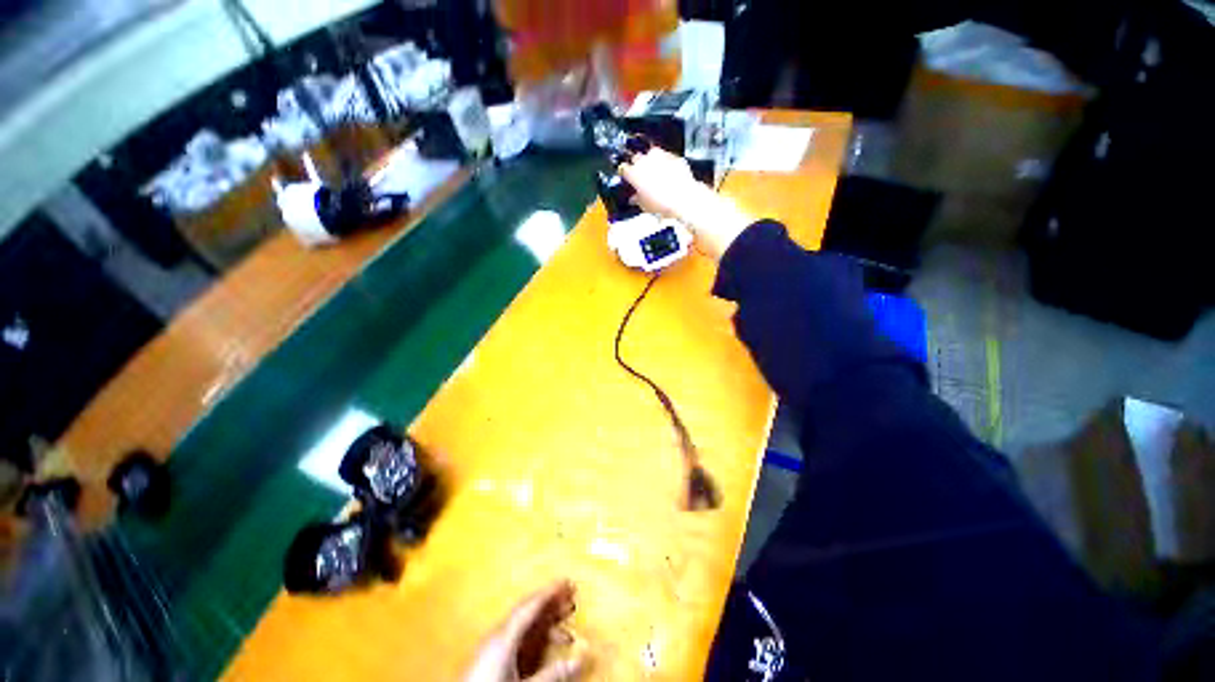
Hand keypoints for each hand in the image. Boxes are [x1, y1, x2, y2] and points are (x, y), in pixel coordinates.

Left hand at [464, 581, 586, 681]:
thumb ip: (551, 672)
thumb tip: (578, 657)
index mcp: (502, 636)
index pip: (529, 605)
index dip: (549, 591)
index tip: (565, 581)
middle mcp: (496, 636)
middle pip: (527, 612)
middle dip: (550, 603)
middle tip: (570, 595)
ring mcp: (490, 647)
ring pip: (523, 626)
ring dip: (545, 622)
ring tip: (565, 624)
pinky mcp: (488, 659)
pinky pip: (516, 639)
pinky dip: (534, 637)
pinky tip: (545, 643)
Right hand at [619, 147, 753, 260]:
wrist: (685, 200)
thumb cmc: (664, 205)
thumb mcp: (645, 206)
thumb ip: (637, 199)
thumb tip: (634, 198)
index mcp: (635, 173)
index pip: (624, 168)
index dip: (625, 174)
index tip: (627, 178)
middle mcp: (646, 161)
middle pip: (637, 158)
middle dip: (637, 166)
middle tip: (640, 177)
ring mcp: (661, 157)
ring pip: (651, 154)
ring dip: (651, 162)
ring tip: (653, 173)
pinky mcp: (675, 158)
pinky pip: (666, 157)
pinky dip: (665, 164)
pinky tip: (667, 174)